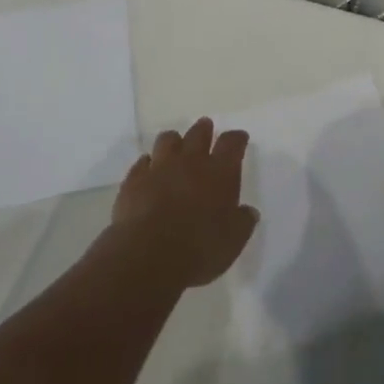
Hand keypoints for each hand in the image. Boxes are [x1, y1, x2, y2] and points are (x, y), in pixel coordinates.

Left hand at [111, 117, 258, 287]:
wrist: (149, 255)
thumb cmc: (200, 248)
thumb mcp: (233, 241)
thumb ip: (243, 222)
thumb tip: (248, 212)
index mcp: (220, 172)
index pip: (232, 143)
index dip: (237, 139)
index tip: (240, 138)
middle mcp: (190, 161)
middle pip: (198, 134)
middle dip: (204, 130)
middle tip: (206, 128)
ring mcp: (159, 168)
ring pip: (167, 140)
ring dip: (174, 141)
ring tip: (176, 147)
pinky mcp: (134, 180)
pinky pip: (142, 163)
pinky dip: (148, 164)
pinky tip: (149, 171)